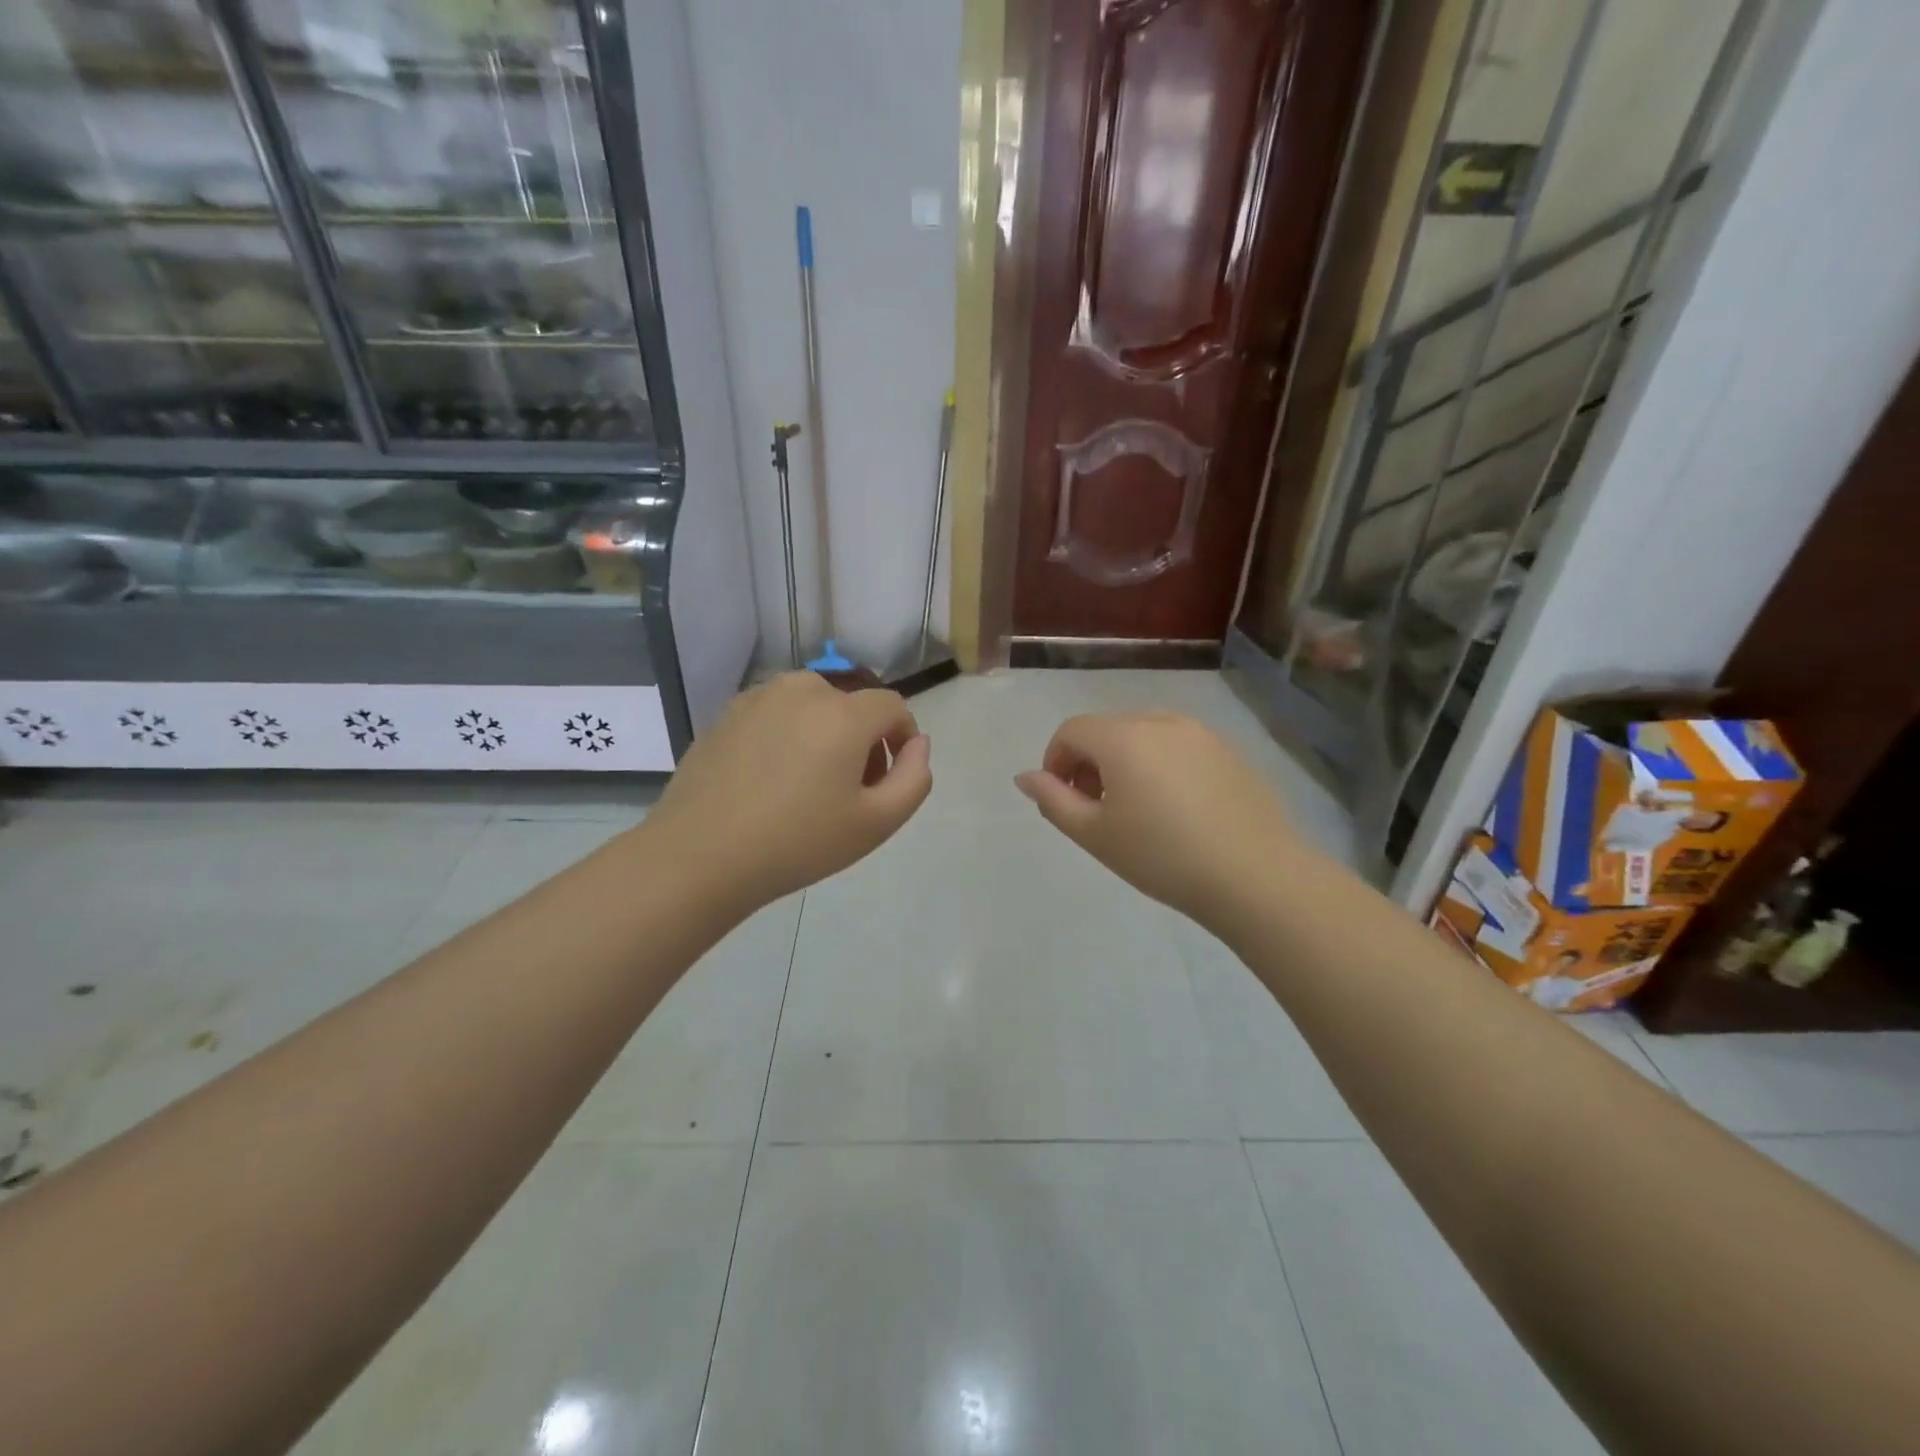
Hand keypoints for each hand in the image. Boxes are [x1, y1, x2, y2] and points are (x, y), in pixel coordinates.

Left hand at [645, 672, 931, 915]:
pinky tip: (769, 782)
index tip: (890, 778)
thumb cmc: (797, 842)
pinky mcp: (726, 714)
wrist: (700, 855)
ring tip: (807, 785)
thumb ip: (914, 778)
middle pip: (851, 706)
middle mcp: (802, 690)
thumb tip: (918, 744)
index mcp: (843, 712)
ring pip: (811, 706)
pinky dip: (787, 737)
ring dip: (824, 735)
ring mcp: (758, 698)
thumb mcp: (877, 823)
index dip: (902, 738)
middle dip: (862, 740)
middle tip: (849, 791)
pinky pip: (775, 715)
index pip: (892, 706)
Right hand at [1015, 713, 1300, 930]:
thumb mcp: (1095, 834)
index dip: (1055, 761)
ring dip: (1124, 761)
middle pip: (1107, 729)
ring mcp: (1200, 733)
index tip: (1063, 800)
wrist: (1255, 876)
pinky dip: (1161, 765)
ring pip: (1143, 735)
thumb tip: (1025, 777)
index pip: (1071, 730)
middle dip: (1089, 762)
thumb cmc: (1162, 856)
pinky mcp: (1228, 751)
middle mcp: (1160, 720)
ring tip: (1136, 809)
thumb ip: (1053, 800)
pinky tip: (1176, 809)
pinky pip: (1178, 746)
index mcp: (1122, 736)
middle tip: (1096, 809)